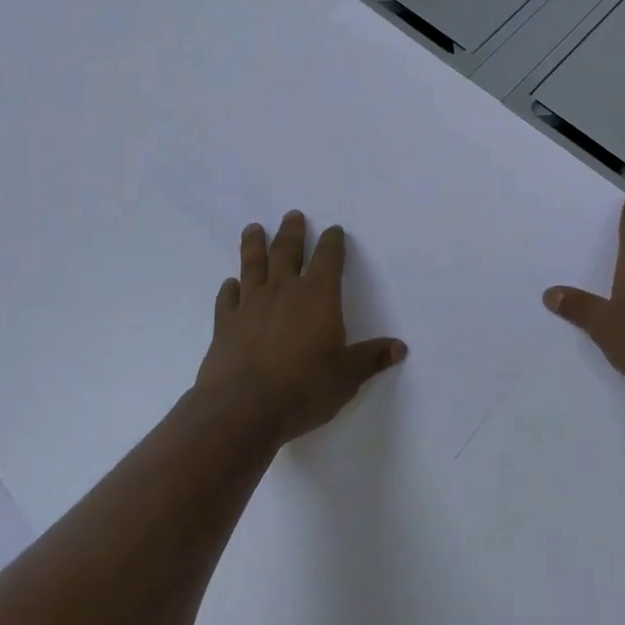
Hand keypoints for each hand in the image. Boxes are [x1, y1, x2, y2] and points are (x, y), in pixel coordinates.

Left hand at [196, 210, 406, 443]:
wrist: (242, 409)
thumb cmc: (304, 389)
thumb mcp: (347, 377)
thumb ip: (370, 358)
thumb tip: (399, 348)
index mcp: (319, 295)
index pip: (328, 257)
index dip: (332, 242)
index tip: (334, 230)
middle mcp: (284, 290)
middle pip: (288, 250)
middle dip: (292, 231)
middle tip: (292, 215)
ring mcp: (250, 305)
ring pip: (253, 265)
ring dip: (254, 245)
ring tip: (253, 228)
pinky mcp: (224, 324)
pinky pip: (227, 299)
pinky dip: (229, 289)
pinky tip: (229, 284)